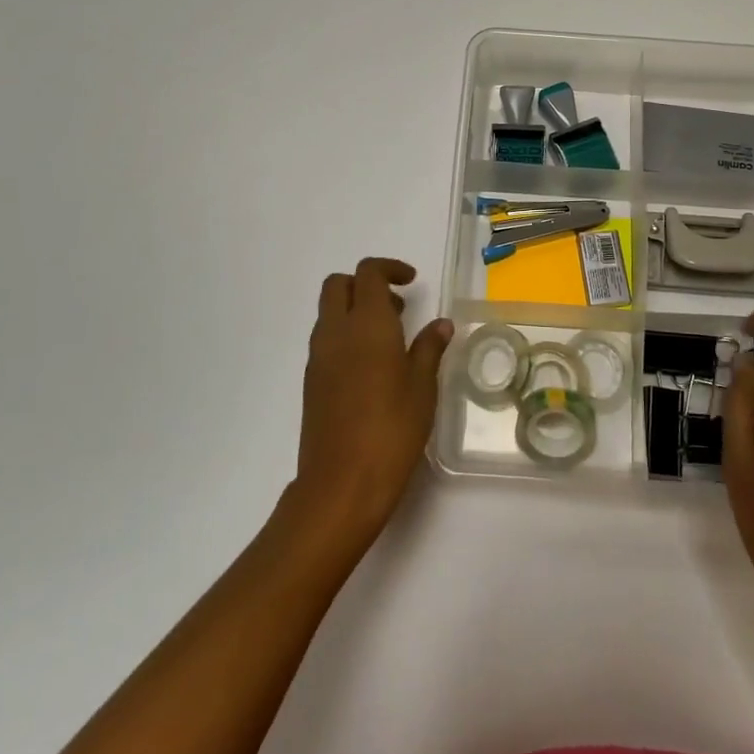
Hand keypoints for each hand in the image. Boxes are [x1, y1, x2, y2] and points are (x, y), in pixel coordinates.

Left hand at [291, 258, 452, 549]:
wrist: (340, 484)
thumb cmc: (391, 430)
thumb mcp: (422, 387)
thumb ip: (430, 348)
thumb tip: (441, 324)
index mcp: (366, 324)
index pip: (368, 273)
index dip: (390, 268)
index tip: (412, 281)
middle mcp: (336, 332)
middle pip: (338, 285)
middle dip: (365, 284)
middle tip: (398, 307)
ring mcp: (318, 357)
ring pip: (329, 312)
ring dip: (355, 309)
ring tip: (391, 339)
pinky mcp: (312, 381)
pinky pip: (326, 339)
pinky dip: (346, 335)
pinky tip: (372, 367)